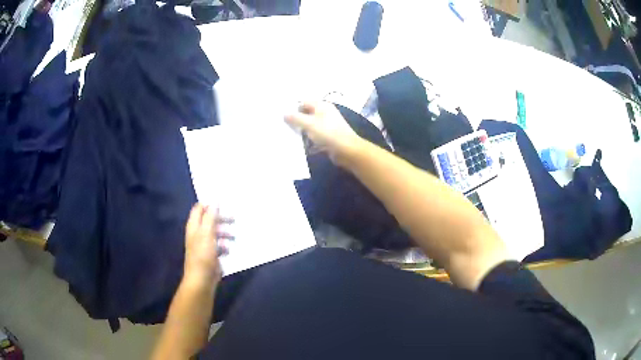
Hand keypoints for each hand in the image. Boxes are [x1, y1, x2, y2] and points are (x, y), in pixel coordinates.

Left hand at [183, 203, 232, 284]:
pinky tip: (229, 250)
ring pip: (215, 233)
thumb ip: (211, 217)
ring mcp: (203, 245)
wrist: (202, 280)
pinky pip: (218, 246)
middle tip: (234, 219)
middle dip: (221, 219)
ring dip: (224, 233)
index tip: (224, 204)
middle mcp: (197, 233)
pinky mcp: (210, 255)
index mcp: (194, 226)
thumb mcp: (207, 233)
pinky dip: (224, 245)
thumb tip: (215, 201)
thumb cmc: (203, 255)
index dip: (209, 204)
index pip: (199, 208)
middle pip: (209, 220)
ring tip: (234, 236)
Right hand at [285, 102, 362, 163]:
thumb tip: (284, 113)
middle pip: (306, 114)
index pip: (303, 102)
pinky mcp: (327, 138)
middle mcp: (324, 114)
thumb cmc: (329, 133)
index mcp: (322, 106)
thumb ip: (296, 118)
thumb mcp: (309, 124)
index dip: (293, 107)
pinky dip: (307, 140)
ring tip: (286, 135)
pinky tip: (298, 145)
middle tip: (281, 125)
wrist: (347, 150)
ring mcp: (326, 126)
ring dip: (300, 131)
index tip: (281, 115)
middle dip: (295, 120)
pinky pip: (313, 137)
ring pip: (309, 126)